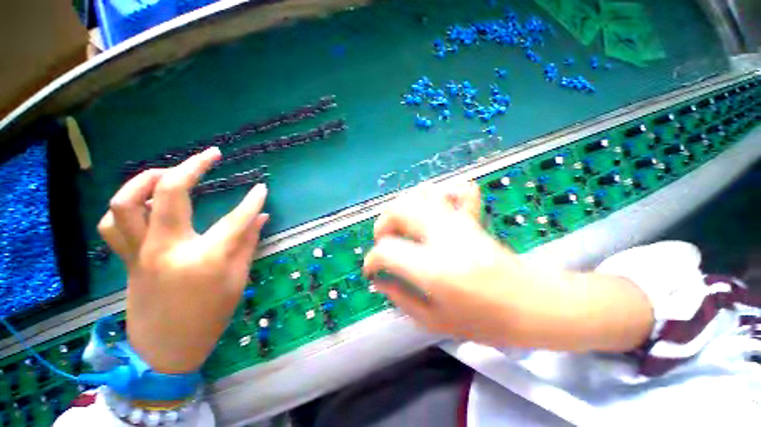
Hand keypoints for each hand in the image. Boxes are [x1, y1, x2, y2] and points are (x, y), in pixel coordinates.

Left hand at [97, 148, 268, 373]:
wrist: (165, 352)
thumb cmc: (209, 318)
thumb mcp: (237, 280)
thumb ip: (248, 243)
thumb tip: (262, 217)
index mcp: (205, 259)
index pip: (236, 219)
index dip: (253, 201)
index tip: (262, 187)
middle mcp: (168, 249)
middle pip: (173, 192)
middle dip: (194, 166)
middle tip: (211, 154)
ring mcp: (141, 252)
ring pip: (128, 202)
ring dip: (148, 179)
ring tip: (168, 173)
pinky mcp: (128, 259)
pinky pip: (113, 224)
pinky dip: (126, 207)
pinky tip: (143, 205)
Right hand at [363, 182, 522, 345]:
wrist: (532, 304)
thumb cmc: (486, 321)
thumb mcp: (436, 321)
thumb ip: (401, 299)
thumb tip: (379, 281)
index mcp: (433, 269)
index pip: (387, 251)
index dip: (372, 261)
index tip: (372, 270)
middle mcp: (443, 237)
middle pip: (399, 211)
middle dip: (382, 225)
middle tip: (384, 242)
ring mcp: (460, 221)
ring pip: (421, 194)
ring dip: (403, 207)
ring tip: (402, 225)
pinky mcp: (472, 217)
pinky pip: (456, 189)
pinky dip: (440, 192)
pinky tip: (434, 207)